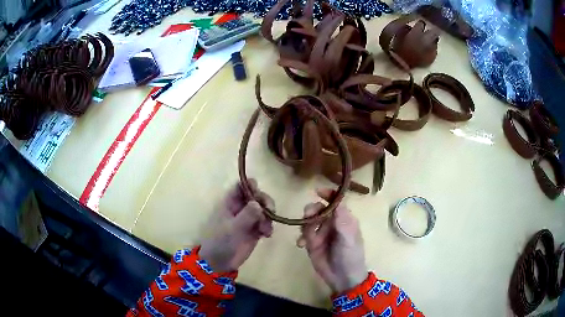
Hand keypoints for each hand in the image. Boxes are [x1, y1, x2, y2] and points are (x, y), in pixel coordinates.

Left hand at [199, 179, 273, 272]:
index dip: (251, 185)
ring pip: (263, 209)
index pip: (241, 186)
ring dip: (268, 217)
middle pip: (256, 196)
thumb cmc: (220, 242)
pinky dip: (269, 227)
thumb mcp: (232, 228)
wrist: (220, 263)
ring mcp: (248, 219)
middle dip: (265, 202)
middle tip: (270, 212)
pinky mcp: (255, 230)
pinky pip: (266, 223)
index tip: (259, 192)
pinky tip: (267, 235)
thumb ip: (247, 215)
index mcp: (230, 203)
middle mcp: (240, 208)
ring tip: (266, 230)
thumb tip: (259, 203)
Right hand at [300, 188, 367, 292]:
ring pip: (309, 220)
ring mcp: (321, 233)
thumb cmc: (350, 255)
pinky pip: (303, 234)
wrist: (343, 277)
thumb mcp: (349, 236)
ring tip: (305, 235)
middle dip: (312, 210)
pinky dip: (300, 237)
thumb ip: (342, 218)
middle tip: (308, 217)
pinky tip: (300, 244)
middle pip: (318, 208)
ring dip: (305, 224)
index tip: (317, 190)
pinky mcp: (312, 243)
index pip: (335, 202)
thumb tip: (336, 198)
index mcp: (344, 219)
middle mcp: (331, 223)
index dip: (327, 194)